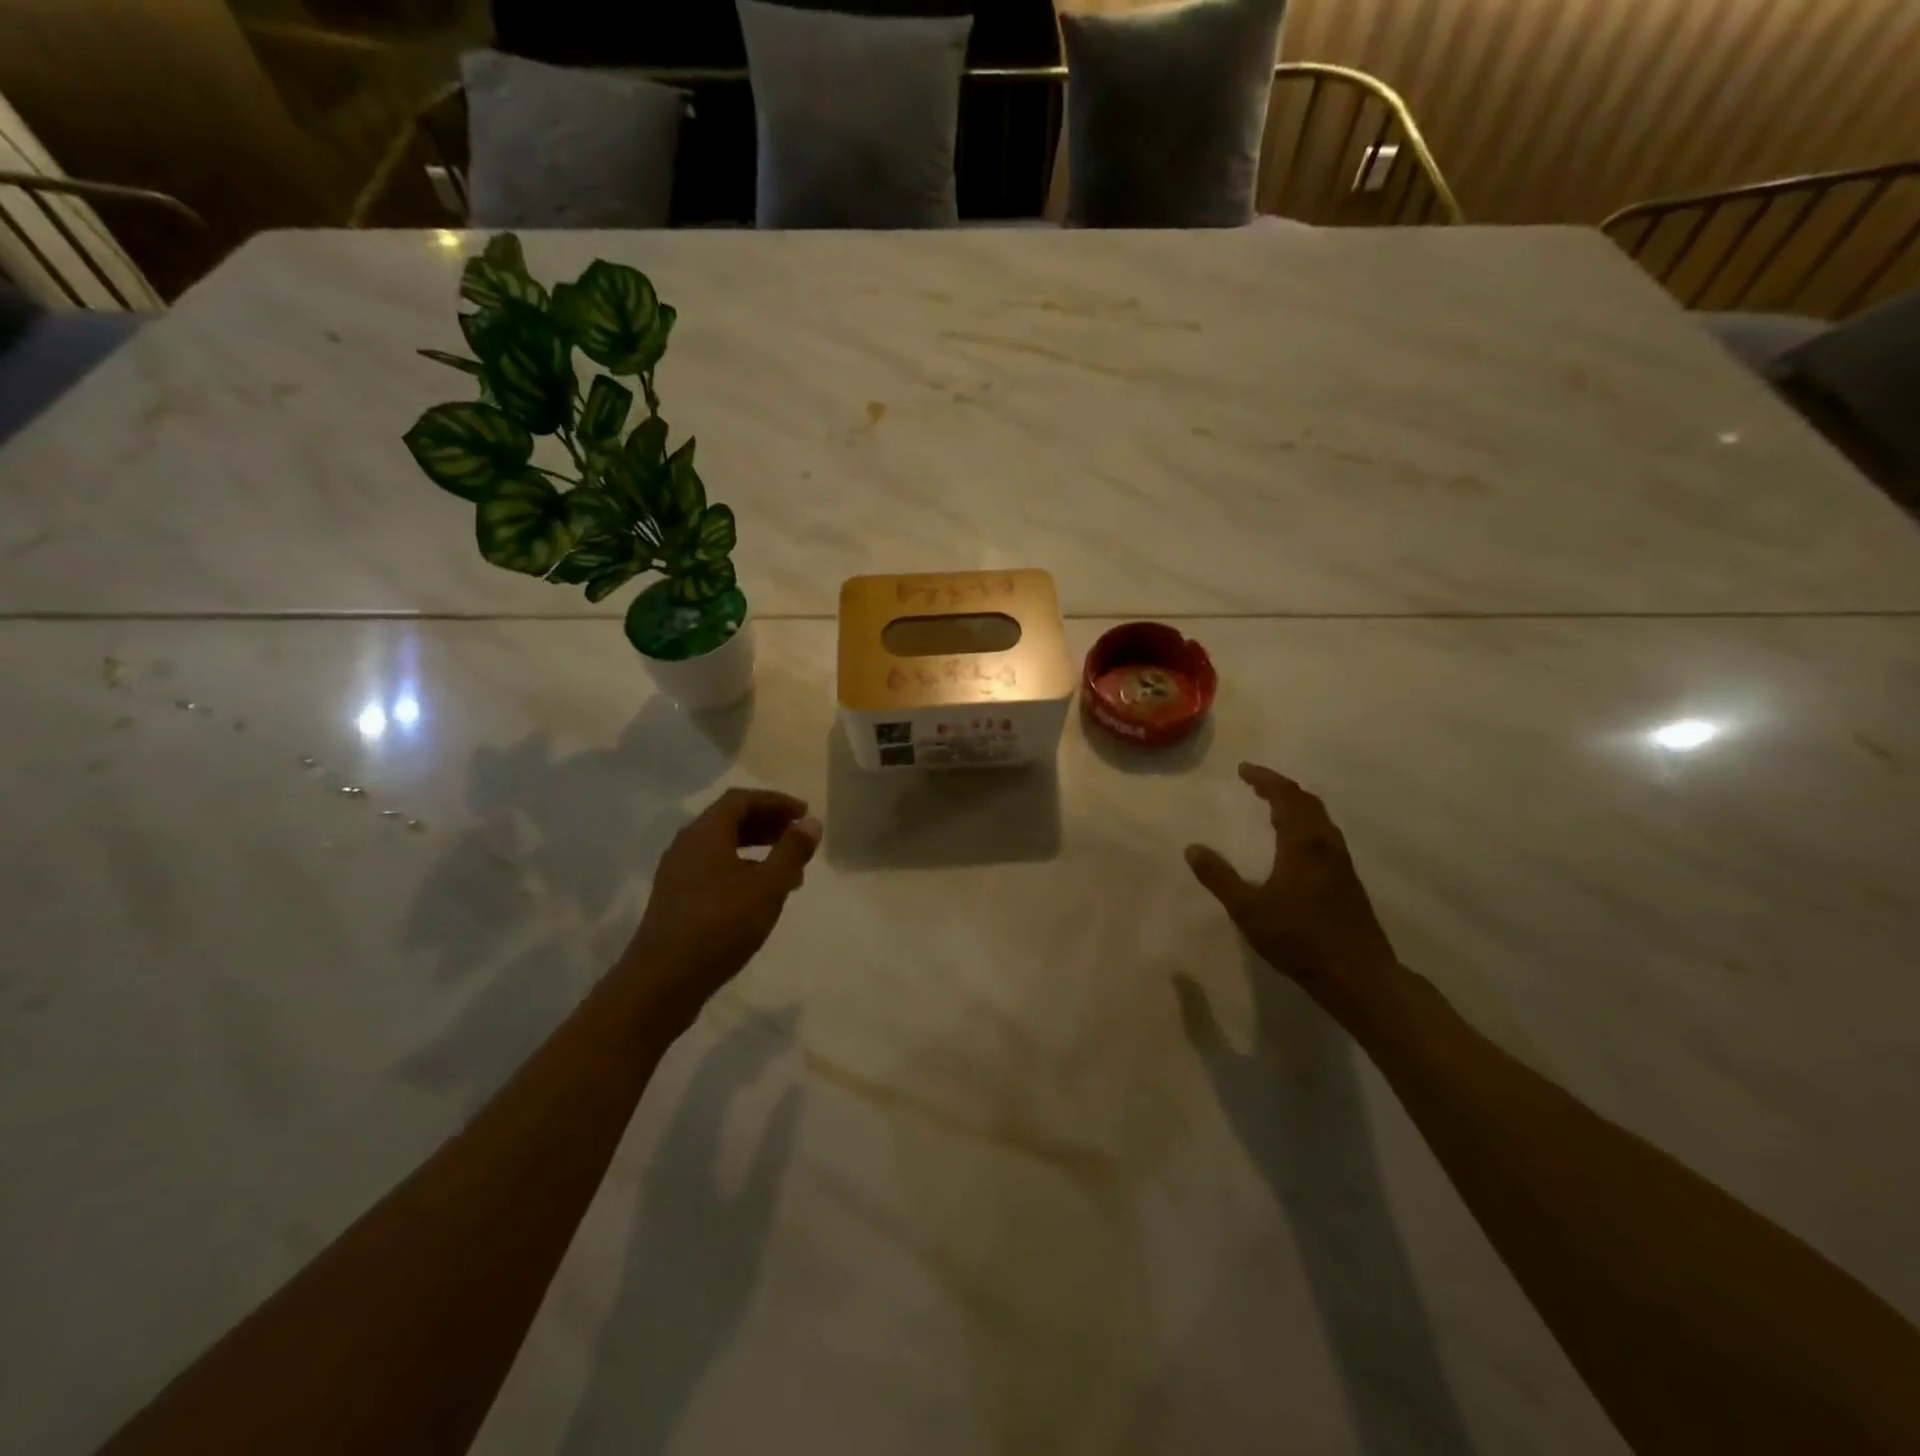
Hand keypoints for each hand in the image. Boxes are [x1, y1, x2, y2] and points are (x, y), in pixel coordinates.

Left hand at [619, 788, 821, 1028]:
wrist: (663, 981)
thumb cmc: (721, 924)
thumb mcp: (768, 886)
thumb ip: (792, 851)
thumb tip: (810, 823)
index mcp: (705, 833)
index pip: (741, 800)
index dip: (775, 802)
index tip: (804, 814)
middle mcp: (686, 846)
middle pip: (729, 820)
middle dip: (767, 824)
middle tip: (798, 836)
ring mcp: (677, 874)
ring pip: (721, 848)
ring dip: (756, 849)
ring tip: (788, 870)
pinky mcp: (675, 900)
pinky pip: (713, 870)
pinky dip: (741, 870)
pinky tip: (759, 896)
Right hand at [1185, 763, 1399, 1009]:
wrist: (1358, 975)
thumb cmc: (1299, 939)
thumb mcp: (1248, 910)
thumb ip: (1219, 877)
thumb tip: (1193, 848)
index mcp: (1303, 844)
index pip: (1286, 796)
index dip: (1265, 779)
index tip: (1243, 769)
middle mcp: (1326, 845)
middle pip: (1307, 802)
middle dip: (1280, 788)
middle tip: (1255, 784)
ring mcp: (1341, 863)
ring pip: (1320, 819)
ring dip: (1296, 806)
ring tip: (1271, 808)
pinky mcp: (1348, 881)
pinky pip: (1324, 836)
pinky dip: (1305, 824)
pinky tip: (1293, 845)